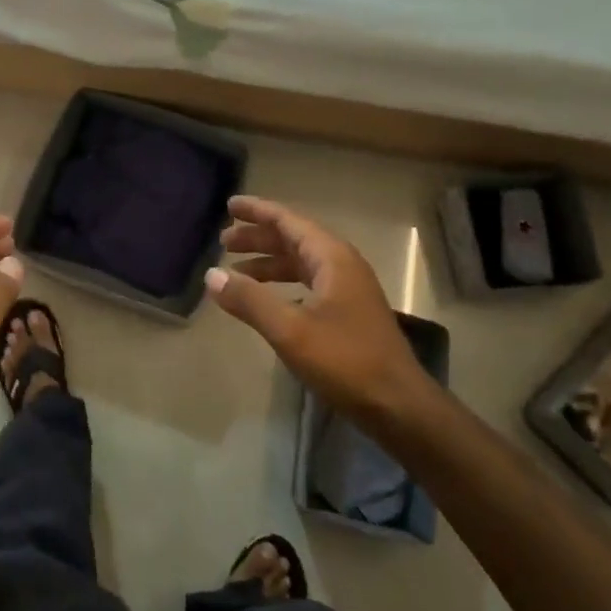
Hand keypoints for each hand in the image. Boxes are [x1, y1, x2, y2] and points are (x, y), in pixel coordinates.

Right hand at [208, 196, 427, 421]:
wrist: (398, 405)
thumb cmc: (346, 360)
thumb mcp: (290, 330)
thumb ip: (250, 300)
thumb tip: (211, 275)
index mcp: (331, 257)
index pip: (288, 221)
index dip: (258, 211)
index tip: (229, 205)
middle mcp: (341, 265)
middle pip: (293, 239)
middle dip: (258, 238)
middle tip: (223, 241)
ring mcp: (348, 289)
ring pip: (300, 263)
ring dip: (268, 263)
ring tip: (235, 271)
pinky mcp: (348, 313)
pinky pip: (307, 284)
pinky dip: (282, 284)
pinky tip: (265, 299)